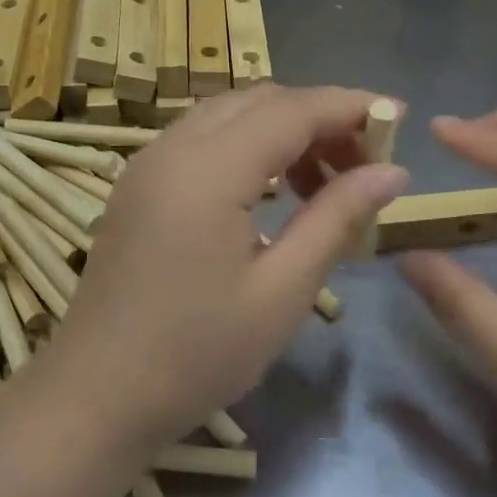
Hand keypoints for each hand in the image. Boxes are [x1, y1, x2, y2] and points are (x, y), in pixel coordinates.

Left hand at [55, 85, 408, 449]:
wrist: (97, 396)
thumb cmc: (197, 354)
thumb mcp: (282, 291)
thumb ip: (336, 218)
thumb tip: (392, 171)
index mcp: (208, 170)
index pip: (292, 109)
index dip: (350, 106)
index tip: (398, 120)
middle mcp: (172, 148)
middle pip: (259, 101)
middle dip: (318, 117)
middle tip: (363, 164)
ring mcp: (147, 164)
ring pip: (228, 115)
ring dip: (282, 131)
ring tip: (322, 185)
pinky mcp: (137, 186)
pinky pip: (201, 140)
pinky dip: (246, 147)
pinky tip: (269, 194)